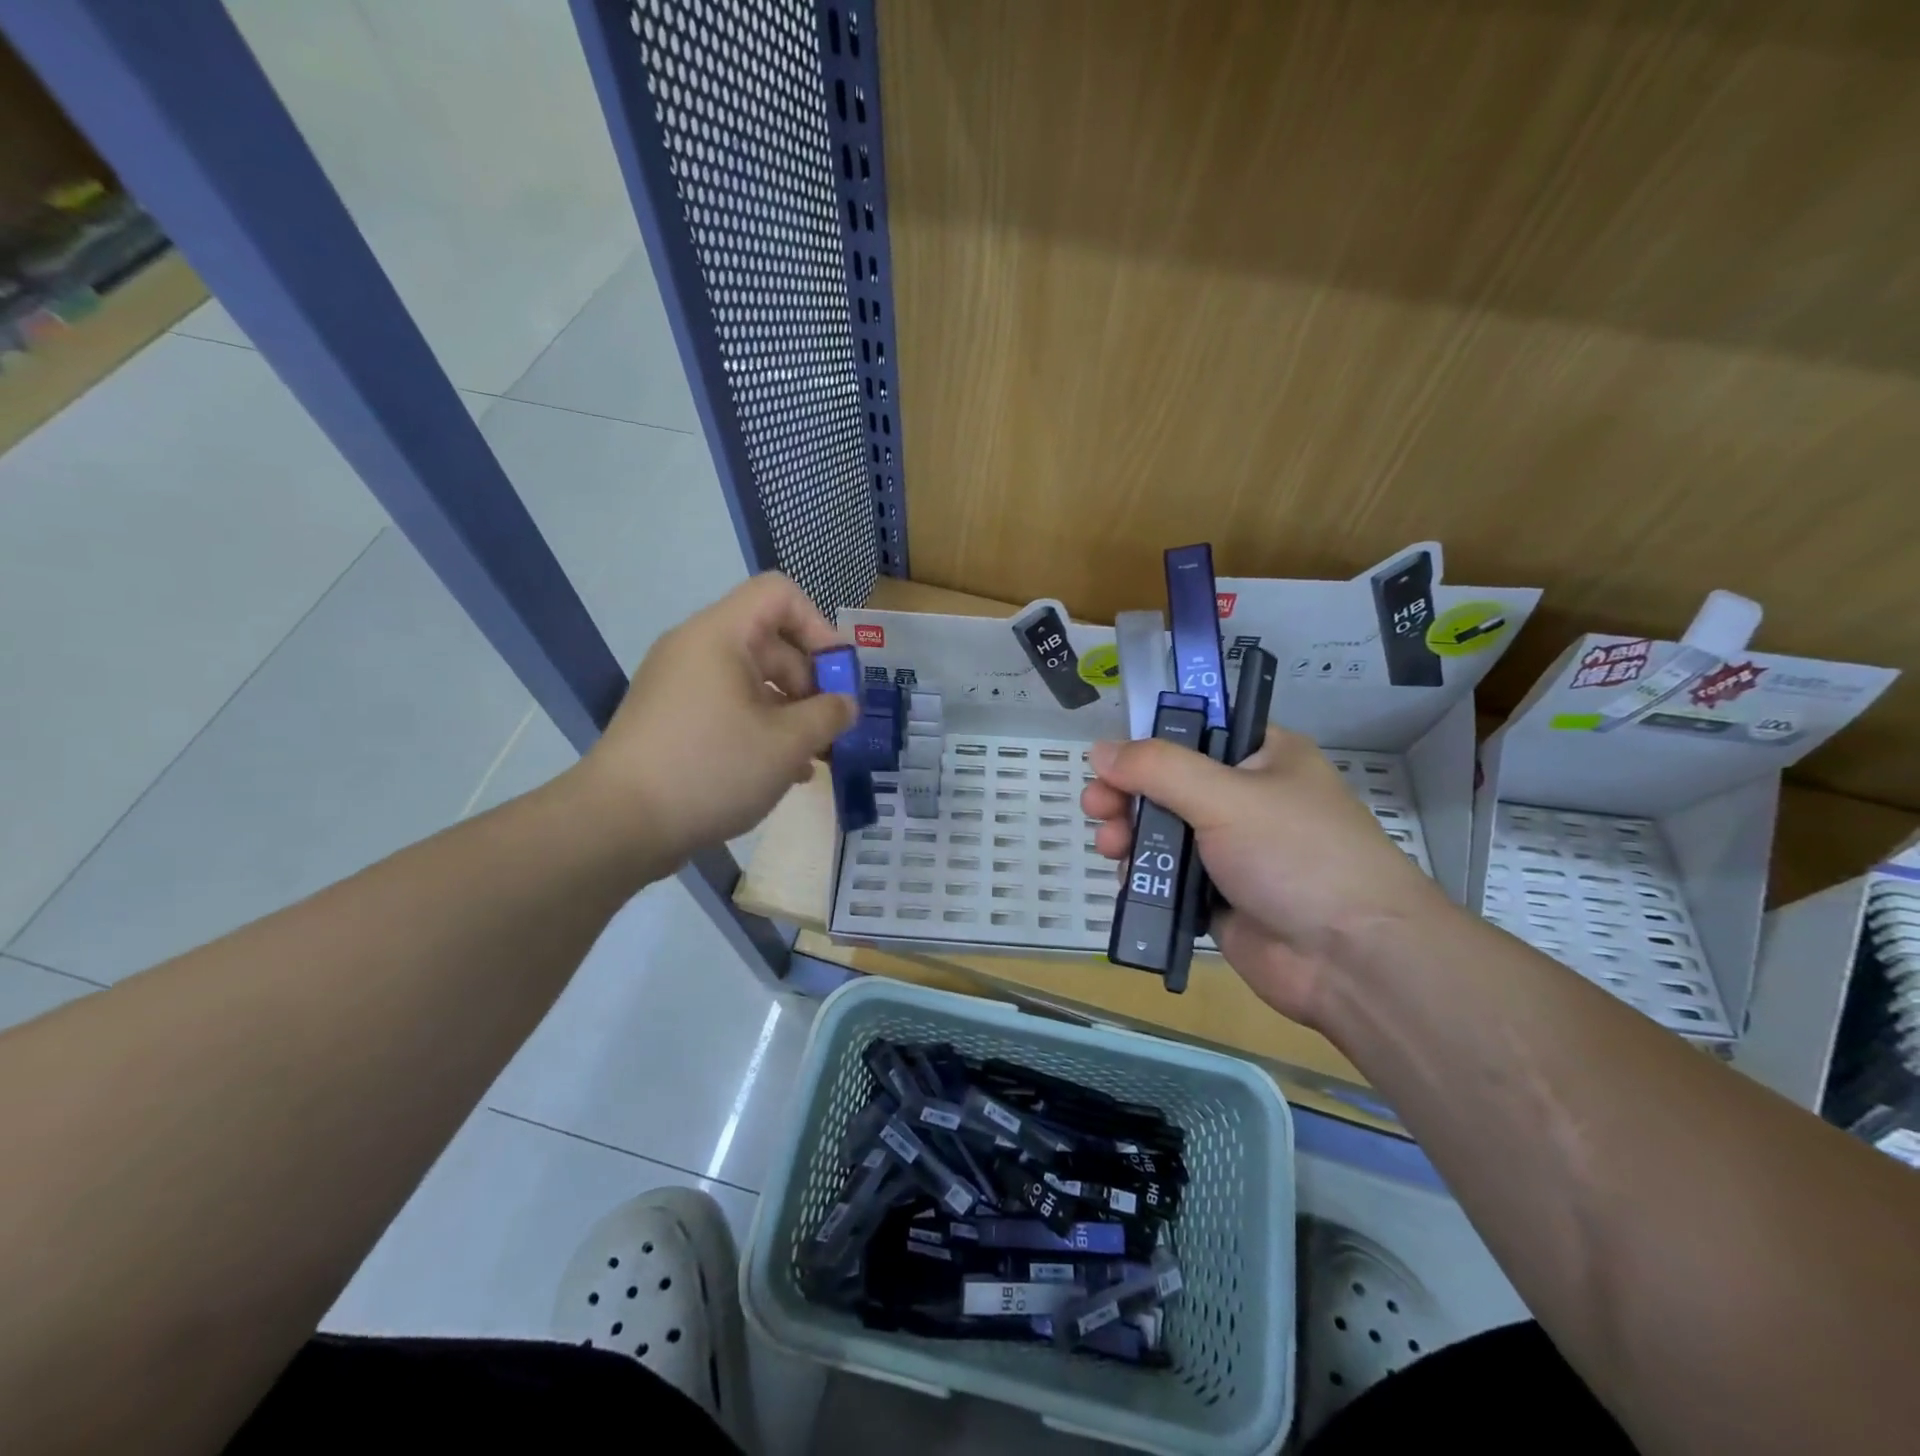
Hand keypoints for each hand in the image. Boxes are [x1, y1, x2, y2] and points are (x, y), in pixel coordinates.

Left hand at [576, 573, 856, 869]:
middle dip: (810, 683)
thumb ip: (829, 715)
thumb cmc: (711, 768)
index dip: (819, 626)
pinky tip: (783, 772)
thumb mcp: (787, 743)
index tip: (839, 676)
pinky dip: (760, 729)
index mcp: (720, 635)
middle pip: (770, 642)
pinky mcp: (672, 721)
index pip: (779, 594)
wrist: (618, 824)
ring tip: (814, 757)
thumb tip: (846, 704)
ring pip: (752, 682)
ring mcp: (680, 686)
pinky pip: (728, 708)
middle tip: (832, 728)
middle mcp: (696, 649)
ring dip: (791, 713)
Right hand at [1080, 728, 1447, 1025]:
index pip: (1198, 729)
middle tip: (1097, 805)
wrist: (1352, 960)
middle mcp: (1248, 798)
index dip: (1152, 738)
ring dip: (1130, 833)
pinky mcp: (1219, 895)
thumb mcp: (1226, 797)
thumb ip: (1158, 769)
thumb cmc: (1296, 856)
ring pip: (1165, 829)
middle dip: (1129, 792)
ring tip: (1109, 845)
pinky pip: (1169, 874)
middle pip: (1171, 782)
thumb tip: (1100, 749)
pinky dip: (1145, 872)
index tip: (1113, 757)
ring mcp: (1233, 849)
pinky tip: (1125, 876)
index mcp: (1264, 757)